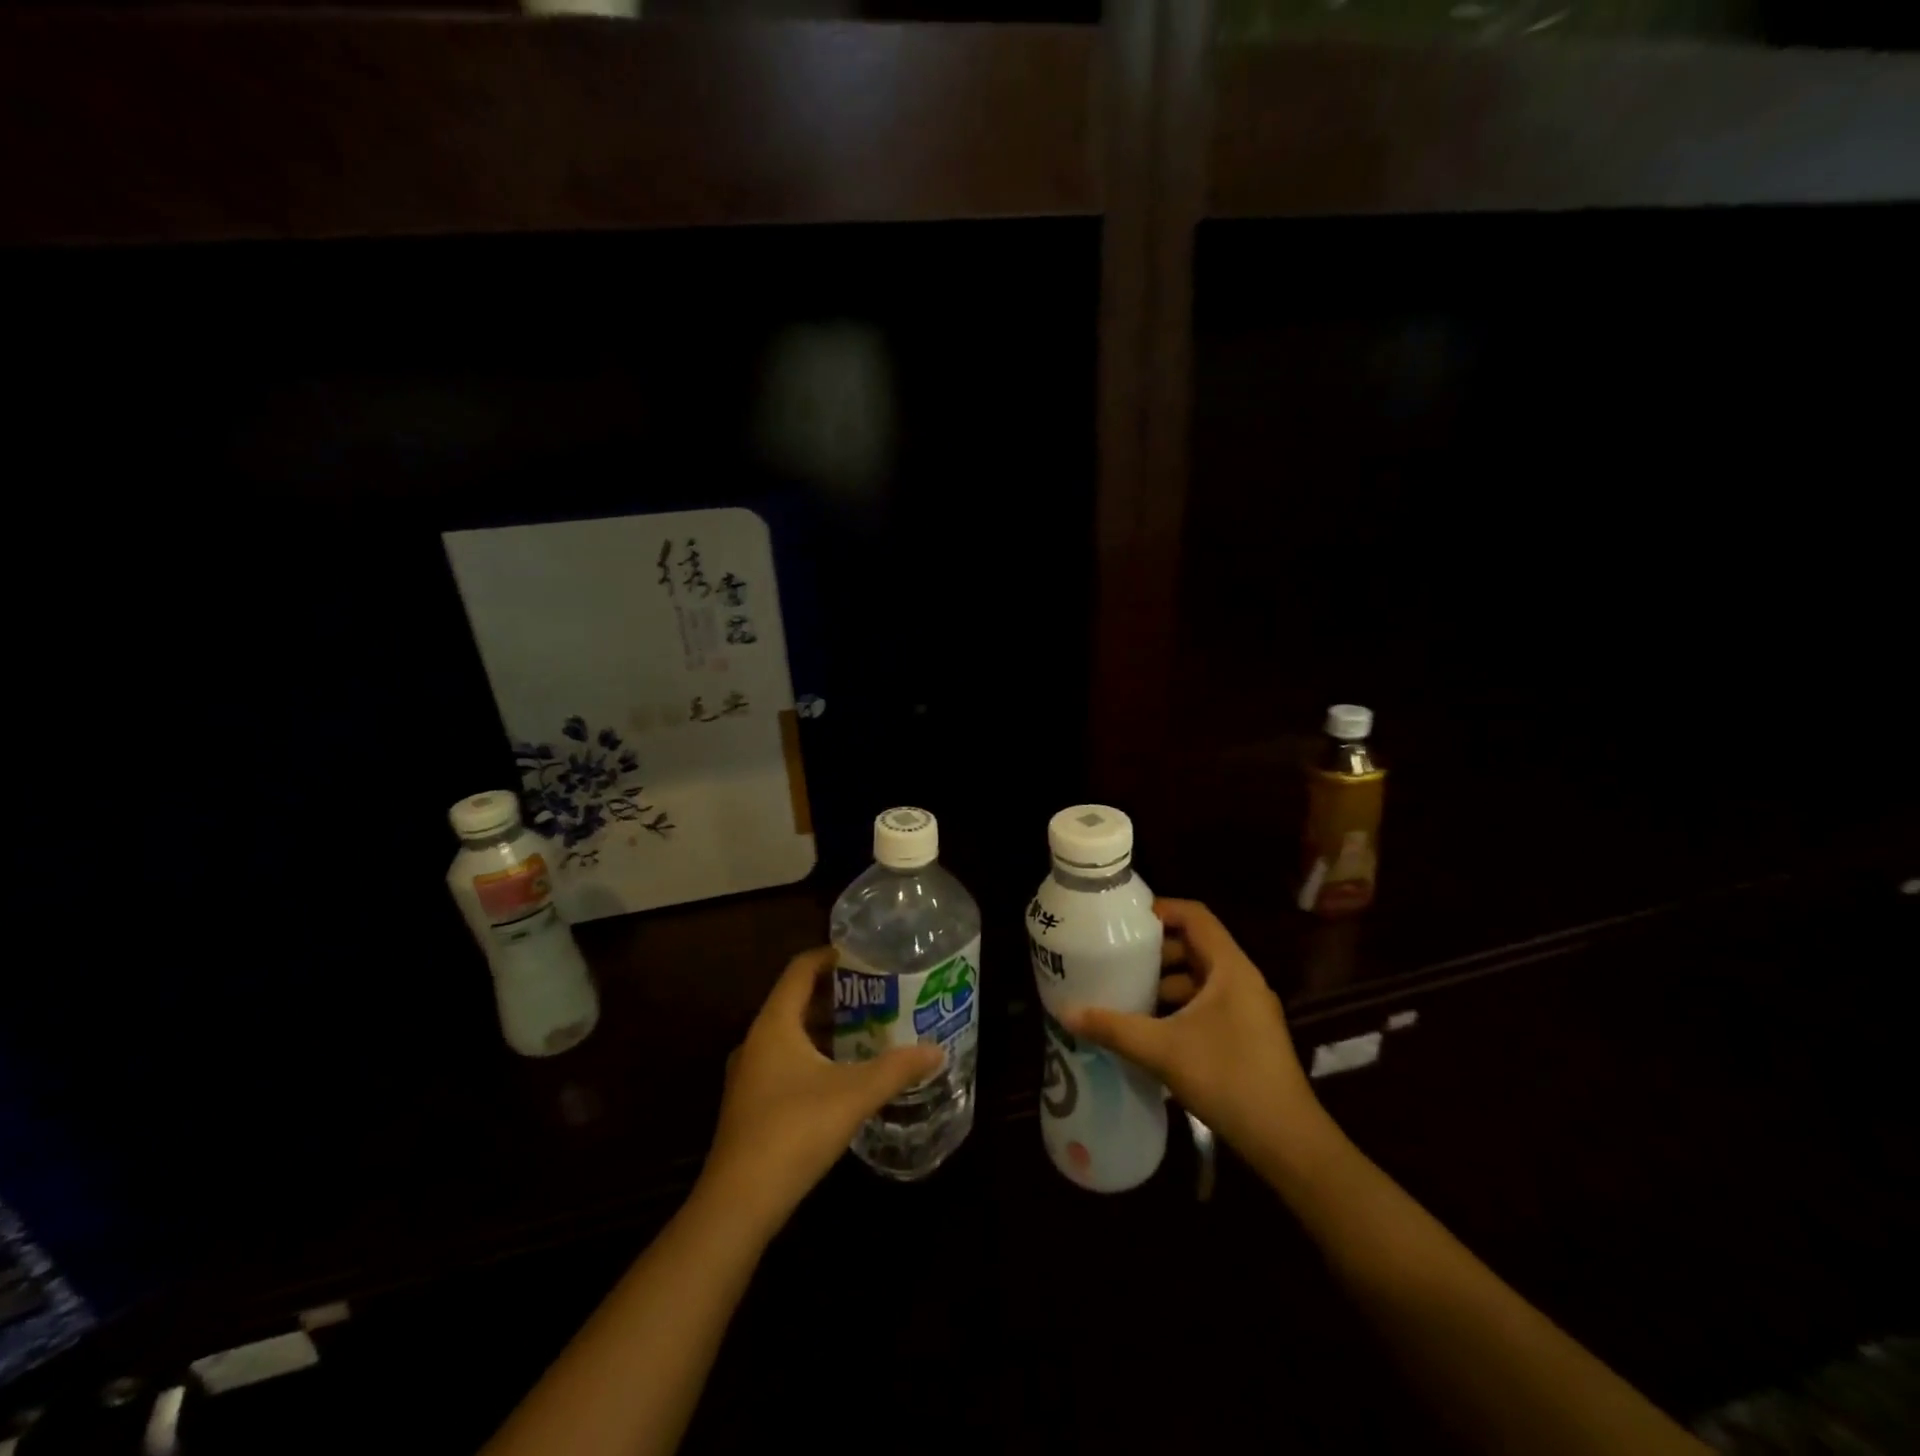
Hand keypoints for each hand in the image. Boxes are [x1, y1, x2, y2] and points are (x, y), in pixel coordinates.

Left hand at [700, 947, 942, 1234]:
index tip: (864, 954)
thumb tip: (937, 1050)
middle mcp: (756, 1040)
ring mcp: (749, 1074)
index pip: (800, 970)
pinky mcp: (751, 1103)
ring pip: (790, 1034)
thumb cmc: (794, 1130)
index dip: (830, 955)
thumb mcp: (854, 1095)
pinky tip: (841, 1073)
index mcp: (774, 1024)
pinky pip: (784, 1060)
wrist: (739, 1203)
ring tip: (865, 1028)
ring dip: (824, 1026)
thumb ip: (897, 1069)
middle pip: (795, 1000)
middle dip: (835, 993)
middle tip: (875, 992)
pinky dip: (812, 1054)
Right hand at [1063, 899, 1324, 1166]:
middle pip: (1195, 946)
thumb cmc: (1227, 1078)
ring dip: (1165, 981)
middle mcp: (1242, 980)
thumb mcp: (1163, 1050)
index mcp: (1230, 968)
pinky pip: (1207, 1003)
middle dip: (1155, 950)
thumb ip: (1114, 1028)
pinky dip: (1179, 1006)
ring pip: (1200, 978)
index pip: (1195, 916)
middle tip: (1116, 957)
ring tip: (1126, 992)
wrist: (1286, 1141)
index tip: (1124, 920)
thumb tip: (1066, 1012)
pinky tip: (1150, 1027)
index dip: (1161, 910)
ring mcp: (1247, 1009)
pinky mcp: (1246, 1034)